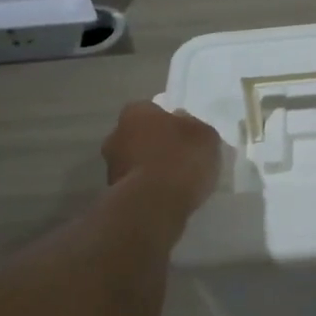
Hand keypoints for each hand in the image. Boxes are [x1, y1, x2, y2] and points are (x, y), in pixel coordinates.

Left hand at [102, 102, 222, 215]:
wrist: (154, 205)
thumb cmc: (180, 159)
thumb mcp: (205, 135)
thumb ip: (194, 126)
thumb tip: (182, 123)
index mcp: (135, 112)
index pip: (152, 110)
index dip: (170, 122)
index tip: (185, 136)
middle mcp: (116, 134)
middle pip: (141, 136)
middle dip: (156, 145)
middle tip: (181, 158)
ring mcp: (111, 166)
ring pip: (136, 161)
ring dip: (151, 168)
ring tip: (176, 182)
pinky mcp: (113, 194)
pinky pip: (137, 185)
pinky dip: (148, 189)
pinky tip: (167, 198)